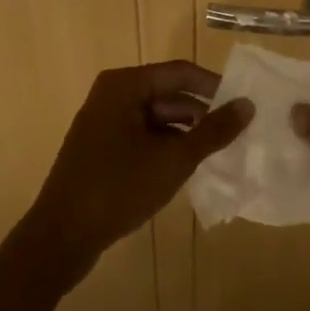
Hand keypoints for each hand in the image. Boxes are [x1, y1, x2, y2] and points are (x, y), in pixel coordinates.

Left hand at [19, 62, 250, 289]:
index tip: (244, 106)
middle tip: (237, 133)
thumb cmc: (118, 188)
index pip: (181, 73)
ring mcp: (104, 122)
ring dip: (186, 134)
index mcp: (125, 85)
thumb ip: (213, 131)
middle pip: (169, 94)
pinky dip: (166, 147)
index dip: (214, 87)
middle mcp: (113, 95)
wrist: (61, 237)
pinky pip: (143, 137)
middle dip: (202, 114)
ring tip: (219, 153)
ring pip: (157, 119)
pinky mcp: (102, 148)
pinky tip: (187, 169)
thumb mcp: (174, 159)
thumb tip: (248, 105)